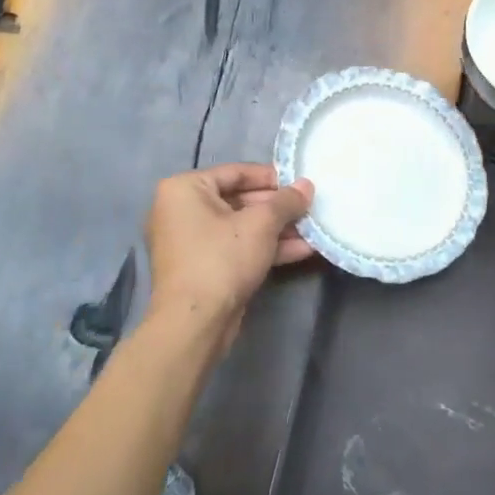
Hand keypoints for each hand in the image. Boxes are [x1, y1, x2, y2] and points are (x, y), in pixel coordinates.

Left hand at [144, 163, 314, 347]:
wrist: (195, 323)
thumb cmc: (222, 258)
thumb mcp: (261, 223)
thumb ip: (287, 201)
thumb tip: (307, 185)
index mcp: (184, 189)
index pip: (236, 172)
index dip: (272, 177)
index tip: (301, 184)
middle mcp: (181, 211)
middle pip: (239, 200)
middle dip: (278, 208)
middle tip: (310, 208)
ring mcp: (191, 242)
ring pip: (241, 227)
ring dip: (278, 230)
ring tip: (313, 230)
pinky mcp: (203, 268)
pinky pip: (237, 248)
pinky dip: (265, 248)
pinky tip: (303, 250)